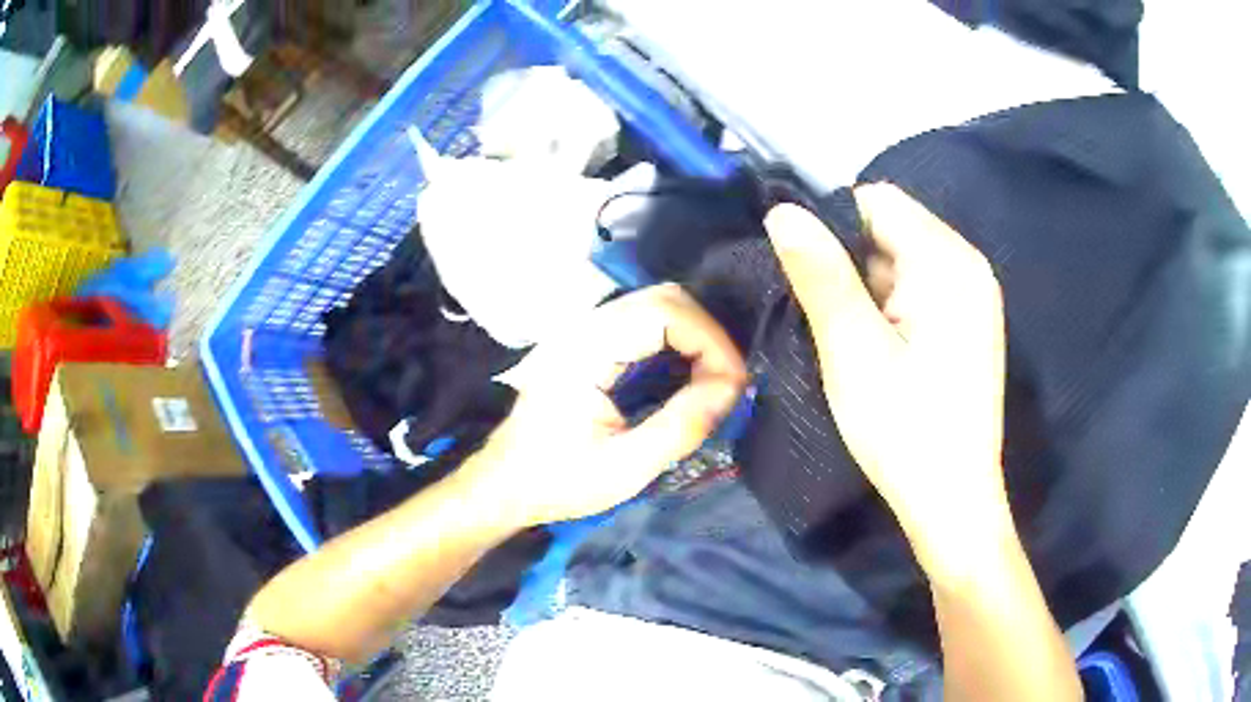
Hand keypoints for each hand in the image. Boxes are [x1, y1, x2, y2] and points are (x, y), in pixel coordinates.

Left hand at [459, 284, 747, 527]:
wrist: (505, 484)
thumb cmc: (557, 481)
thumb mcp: (625, 468)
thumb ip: (681, 426)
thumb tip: (734, 386)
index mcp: (585, 350)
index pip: (664, 311)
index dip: (710, 341)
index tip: (732, 384)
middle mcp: (583, 327)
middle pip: (664, 298)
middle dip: (707, 335)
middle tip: (726, 382)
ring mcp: (583, 331)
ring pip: (656, 306)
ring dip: (694, 337)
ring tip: (712, 381)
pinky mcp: (587, 343)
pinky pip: (643, 324)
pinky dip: (675, 341)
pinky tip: (685, 375)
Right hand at [766, 183, 1009, 575]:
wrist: (952, 501)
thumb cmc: (904, 428)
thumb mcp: (852, 349)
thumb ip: (820, 274)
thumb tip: (782, 212)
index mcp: (948, 261)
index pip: (877, 202)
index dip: (832, 226)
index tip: (806, 276)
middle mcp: (967, 266)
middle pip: (892, 230)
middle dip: (851, 263)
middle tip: (830, 322)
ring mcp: (972, 296)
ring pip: (901, 262)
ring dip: (867, 290)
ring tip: (851, 342)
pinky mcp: (967, 324)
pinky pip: (918, 290)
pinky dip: (889, 308)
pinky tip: (878, 350)